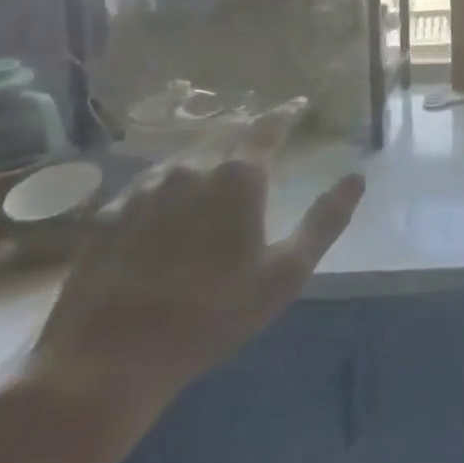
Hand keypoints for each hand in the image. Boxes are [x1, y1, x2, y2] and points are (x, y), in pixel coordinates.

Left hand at [32, 117, 363, 416]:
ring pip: (188, 152)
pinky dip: (175, 177)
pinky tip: (173, 198)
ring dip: (212, 148)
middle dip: (251, 126)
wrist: (107, 359)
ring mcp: (145, 186)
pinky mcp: (111, 211)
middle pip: (227, 130)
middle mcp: (191, 167)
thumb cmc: (211, 315)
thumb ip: (325, 220)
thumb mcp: (285, 274)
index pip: (270, 125)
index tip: (301, 103)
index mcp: (238, 175)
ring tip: (222, 159)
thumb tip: (356, 177)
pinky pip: (153, 179)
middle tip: (266, 130)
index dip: (288, 111)